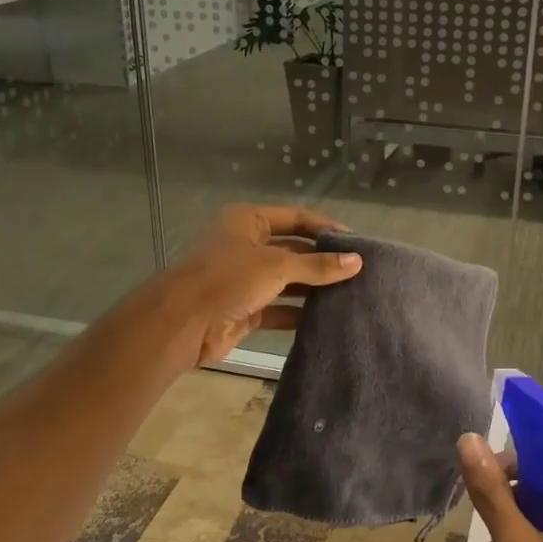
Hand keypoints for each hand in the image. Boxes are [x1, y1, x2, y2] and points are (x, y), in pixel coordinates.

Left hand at [167, 205, 362, 365]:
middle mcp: (246, 246)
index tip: (356, 242)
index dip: (324, 228)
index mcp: (248, 221)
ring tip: (350, 294)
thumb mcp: (277, 266)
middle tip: (359, 271)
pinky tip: (326, 317)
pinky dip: (299, 312)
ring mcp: (245, 279)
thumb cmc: (229, 278)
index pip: (295, 218)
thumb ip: (318, 266)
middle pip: (293, 250)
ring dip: (313, 288)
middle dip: (322, 261)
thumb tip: (357, 262)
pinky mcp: (245, 310)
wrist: (183, 323)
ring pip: (287, 281)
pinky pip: (279, 308)